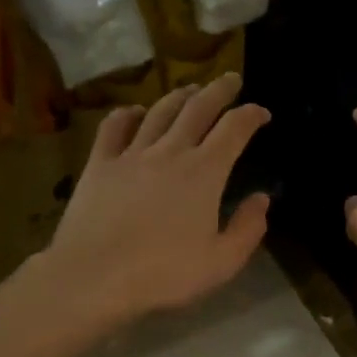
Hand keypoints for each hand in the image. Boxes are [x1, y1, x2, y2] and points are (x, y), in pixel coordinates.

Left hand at [43, 73, 270, 323]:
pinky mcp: (99, 164)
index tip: (261, 112)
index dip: (251, 115)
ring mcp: (131, 154)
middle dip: (219, 90)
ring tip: (190, 90)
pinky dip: (127, 114)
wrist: (95, 276)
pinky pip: (114, 128)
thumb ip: (248, 228)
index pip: (234, 129)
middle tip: (230, 81)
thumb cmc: (164, 273)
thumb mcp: (222, 262)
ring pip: (159, 112)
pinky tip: (134, 112)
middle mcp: (170, 152)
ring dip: (178, 96)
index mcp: (204, 172)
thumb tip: (262, 199)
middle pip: (198, 109)